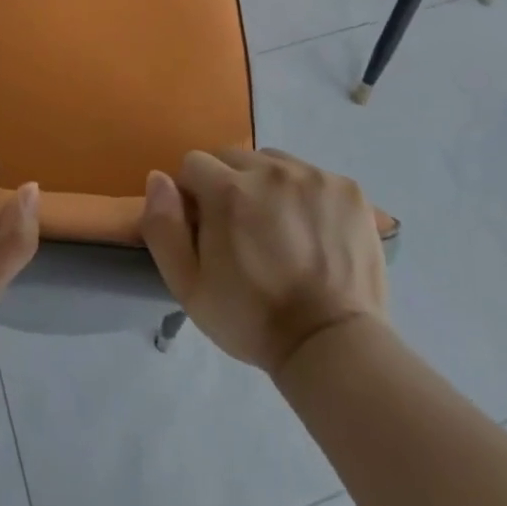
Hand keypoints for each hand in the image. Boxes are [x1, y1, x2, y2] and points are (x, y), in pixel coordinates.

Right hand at [141, 148, 386, 375]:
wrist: (332, 346)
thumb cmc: (253, 319)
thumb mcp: (188, 287)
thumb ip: (163, 227)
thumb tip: (158, 178)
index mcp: (228, 190)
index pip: (193, 164)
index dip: (194, 195)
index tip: (207, 228)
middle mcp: (270, 170)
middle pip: (234, 158)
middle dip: (229, 186)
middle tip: (243, 231)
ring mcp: (314, 176)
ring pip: (273, 162)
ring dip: (267, 185)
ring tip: (280, 230)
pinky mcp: (348, 188)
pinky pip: (312, 175)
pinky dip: (306, 195)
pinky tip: (312, 231)